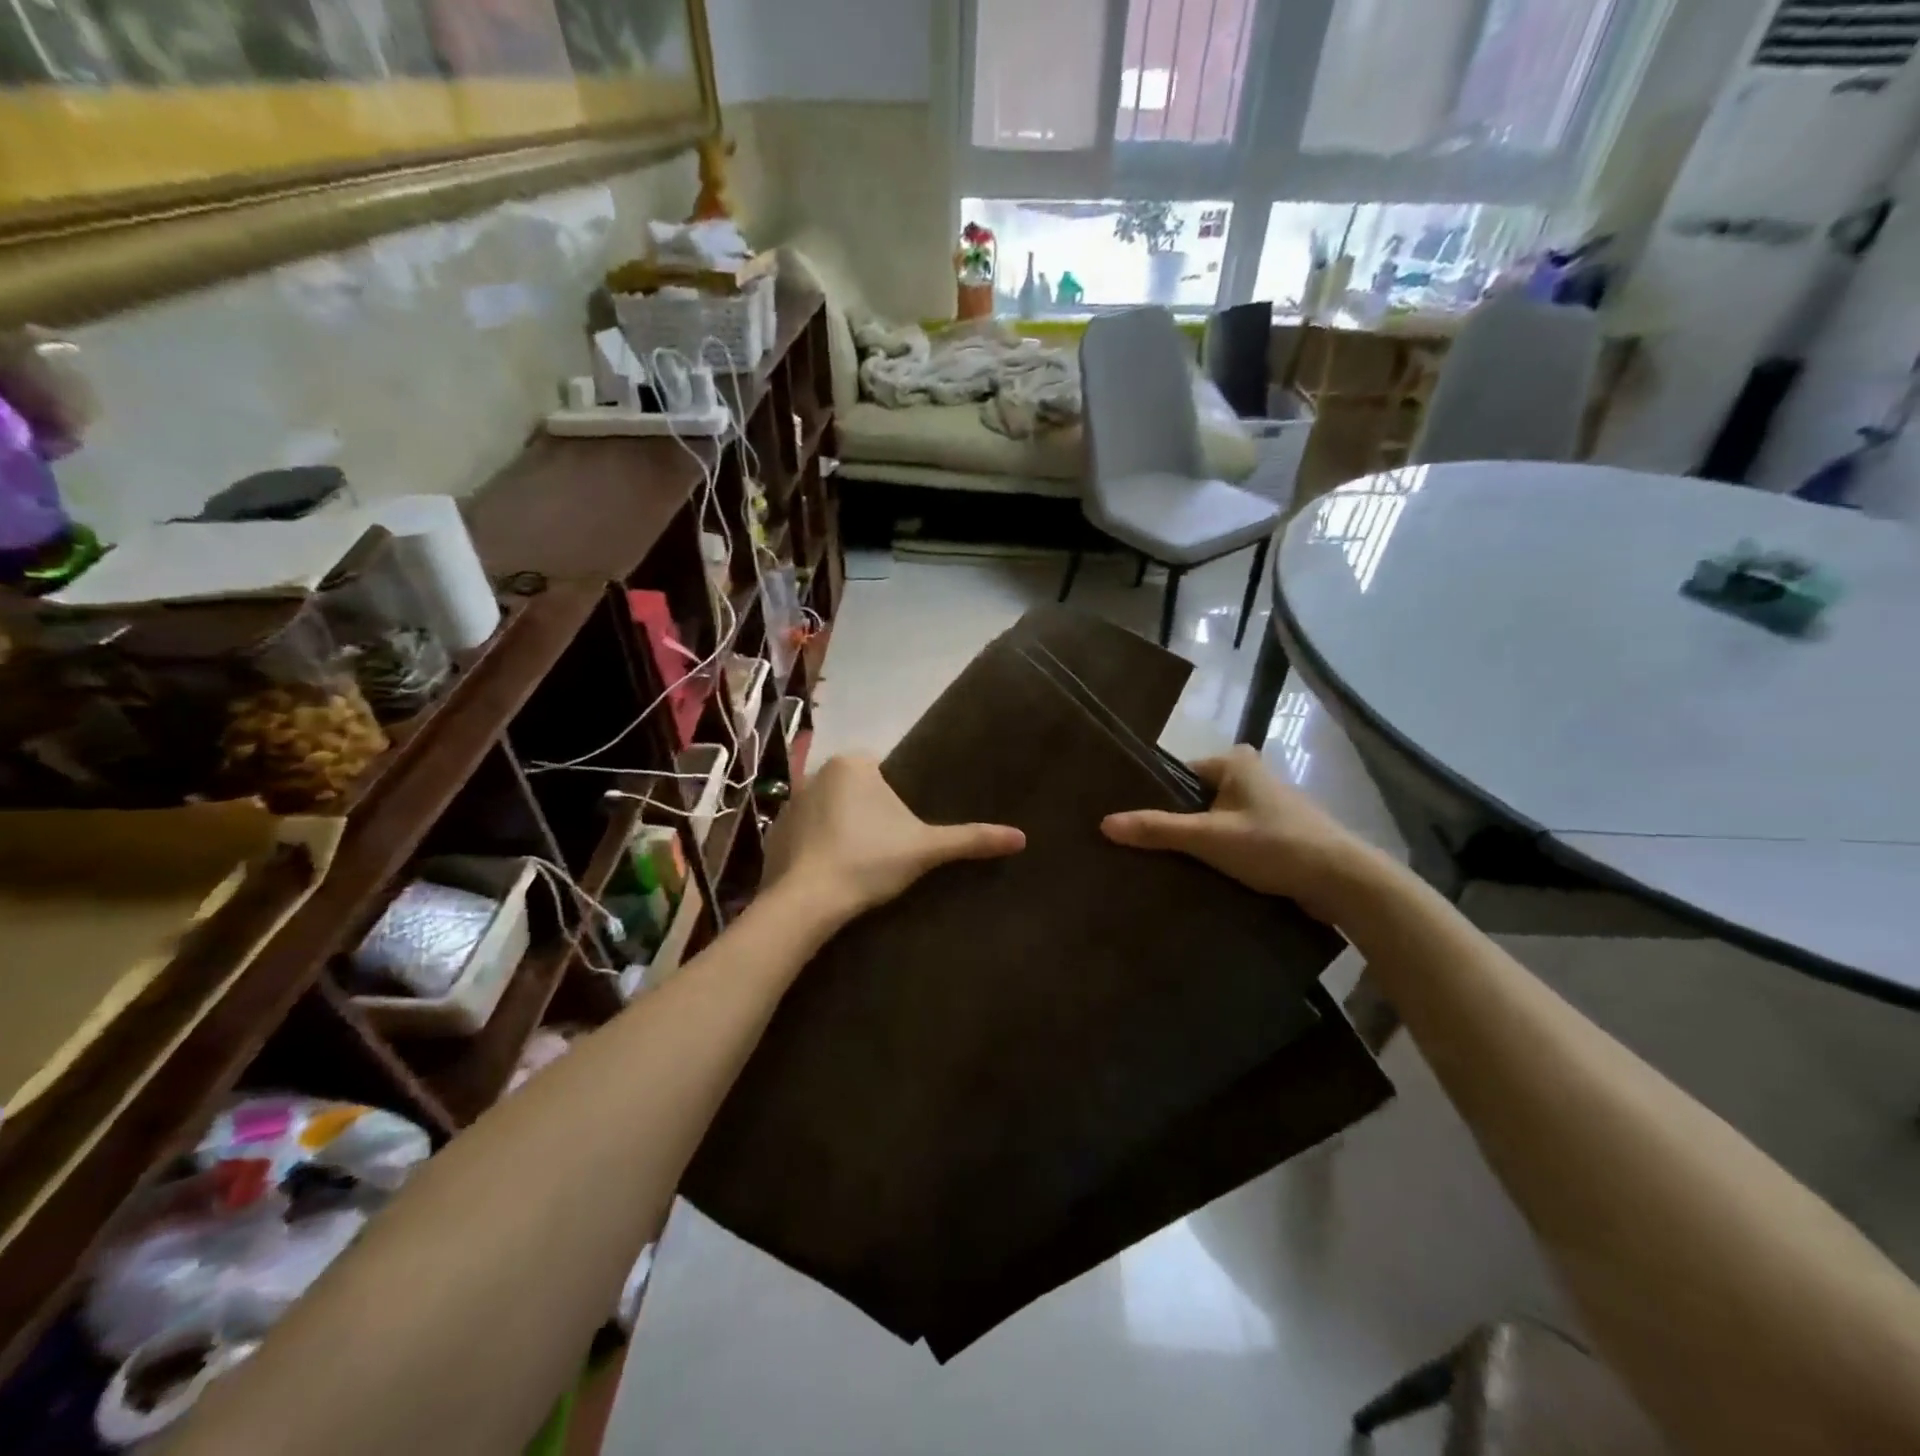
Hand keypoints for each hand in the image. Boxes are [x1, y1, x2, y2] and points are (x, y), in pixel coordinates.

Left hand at [762, 754, 1025, 921]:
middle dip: (868, 812)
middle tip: (886, 849)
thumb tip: (1021, 837)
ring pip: (829, 809)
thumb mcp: (926, 849)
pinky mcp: (773, 834)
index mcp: (853, 764)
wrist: (807, 902)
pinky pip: (804, 833)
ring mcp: (789, 803)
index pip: (882, 770)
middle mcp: (816, 773)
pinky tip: (829, 873)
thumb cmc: (869, 861)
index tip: (902, 830)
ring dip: (841, 828)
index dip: (896, 799)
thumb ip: (971, 839)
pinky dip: (816, 847)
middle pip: (855, 789)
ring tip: (858, 864)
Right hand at [1100, 745, 1391, 924]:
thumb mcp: (1209, 837)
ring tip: (1164, 864)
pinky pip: (1234, 838)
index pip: (1178, 774)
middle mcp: (1251, 776)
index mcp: (1235, 762)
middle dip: (1175, 822)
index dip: (1154, 798)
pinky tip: (1200, 874)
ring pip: (1215, 821)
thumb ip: (1158, 829)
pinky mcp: (1276, 834)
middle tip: (1139, 847)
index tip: (1129, 821)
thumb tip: (1104, 824)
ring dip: (1197, 841)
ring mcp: (1265, 806)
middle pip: (1195, 799)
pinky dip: (1219, 853)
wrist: (1342, 882)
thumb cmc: (1274, 844)